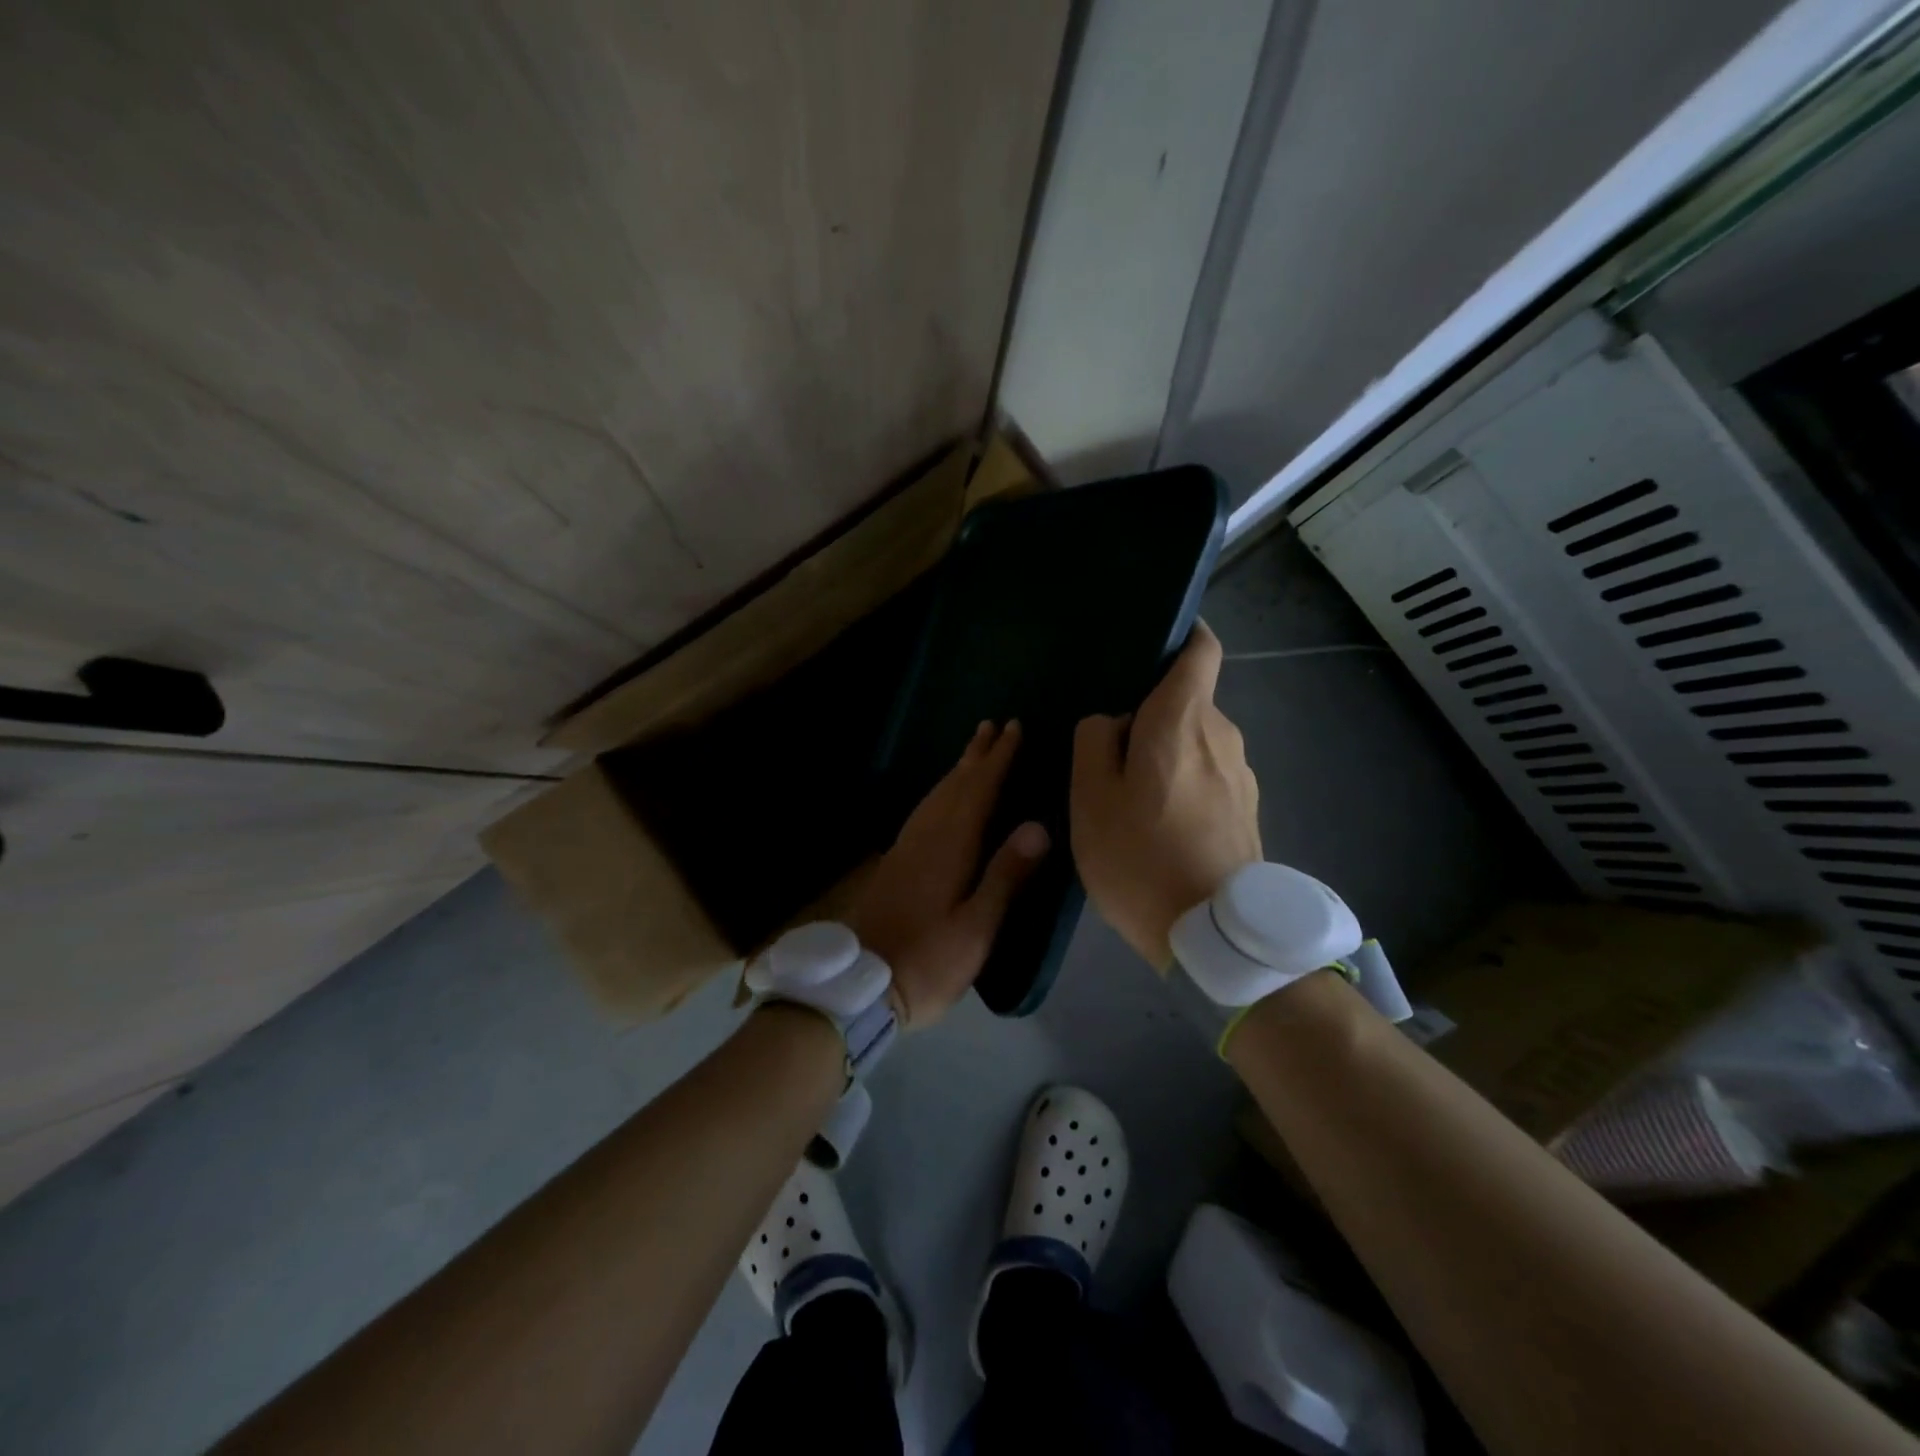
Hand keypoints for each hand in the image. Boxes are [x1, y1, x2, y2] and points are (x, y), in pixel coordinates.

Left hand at [847, 721, 1049, 1027]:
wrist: (858, 987)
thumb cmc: (927, 961)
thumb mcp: (976, 927)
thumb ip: (1006, 874)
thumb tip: (1038, 825)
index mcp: (949, 848)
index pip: (978, 791)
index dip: (997, 759)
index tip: (1013, 728)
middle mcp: (924, 838)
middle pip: (953, 786)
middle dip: (975, 755)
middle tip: (992, 725)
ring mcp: (904, 850)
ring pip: (934, 797)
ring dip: (956, 770)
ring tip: (971, 752)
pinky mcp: (893, 865)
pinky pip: (922, 812)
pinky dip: (939, 794)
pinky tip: (941, 802)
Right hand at [1071, 622, 1260, 970]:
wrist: (1214, 936)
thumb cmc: (1140, 857)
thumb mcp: (1090, 798)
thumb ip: (1094, 742)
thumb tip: (1111, 720)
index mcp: (1182, 721)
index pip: (1201, 651)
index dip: (1183, 636)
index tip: (1152, 645)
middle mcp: (1222, 736)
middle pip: (1188, 701)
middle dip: (1152, 712)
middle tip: (1110, 746)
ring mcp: (1241, 775)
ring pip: (1197, 741)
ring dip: (1166, 753)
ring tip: (1131, 792)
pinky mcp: (1248, 810)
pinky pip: (1209, 775)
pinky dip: (1184, 782)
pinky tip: (1159, 822)